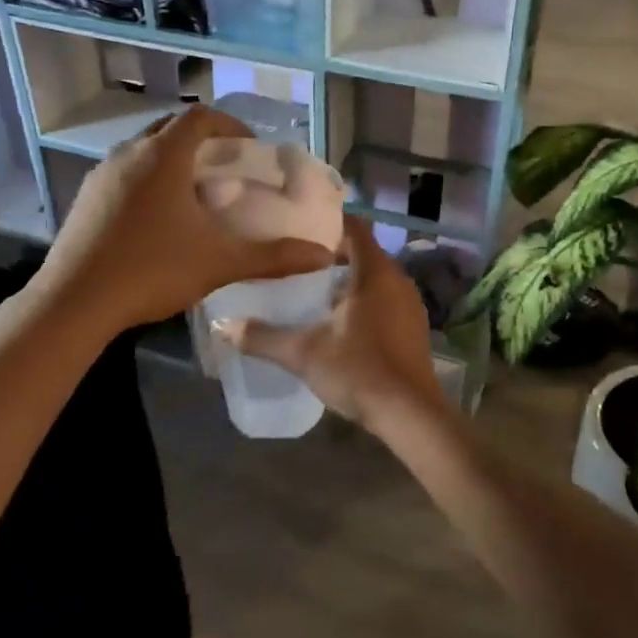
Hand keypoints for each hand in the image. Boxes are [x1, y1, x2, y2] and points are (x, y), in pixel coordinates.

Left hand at [36, 106, 332, 333]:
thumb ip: (274, 257)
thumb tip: (323, 256)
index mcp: (162, 157)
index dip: (231, 124)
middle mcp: (129, 154)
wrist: (73, 303)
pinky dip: (149, 178)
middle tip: (227, 167)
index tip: (250, 147)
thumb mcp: (220, 262)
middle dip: (202, 140)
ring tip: (196, 191)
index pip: (201, 117)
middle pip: (171, 128)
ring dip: (173, 159)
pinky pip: (125, 172)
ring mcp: (102, 175)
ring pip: (144, 150)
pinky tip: (158, 217)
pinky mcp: (86, 198)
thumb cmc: (151, 271)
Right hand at [214, 217, 448, 431]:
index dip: (329, 224)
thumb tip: (223, 325)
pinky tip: (342, 322)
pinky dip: (365, 300)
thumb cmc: (359, 371)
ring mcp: (410, 304)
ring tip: (314, 292)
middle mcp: (398, 280)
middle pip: (364, 253)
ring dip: (349, 280)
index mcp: (375, 272)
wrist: (410, 413)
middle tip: (298, 262)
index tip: (301, 229)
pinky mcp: (414, 327)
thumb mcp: (304, 353)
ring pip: (376, 278)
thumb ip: (263, 337)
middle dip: (333, 255)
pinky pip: (386, 299)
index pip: (355, 229)